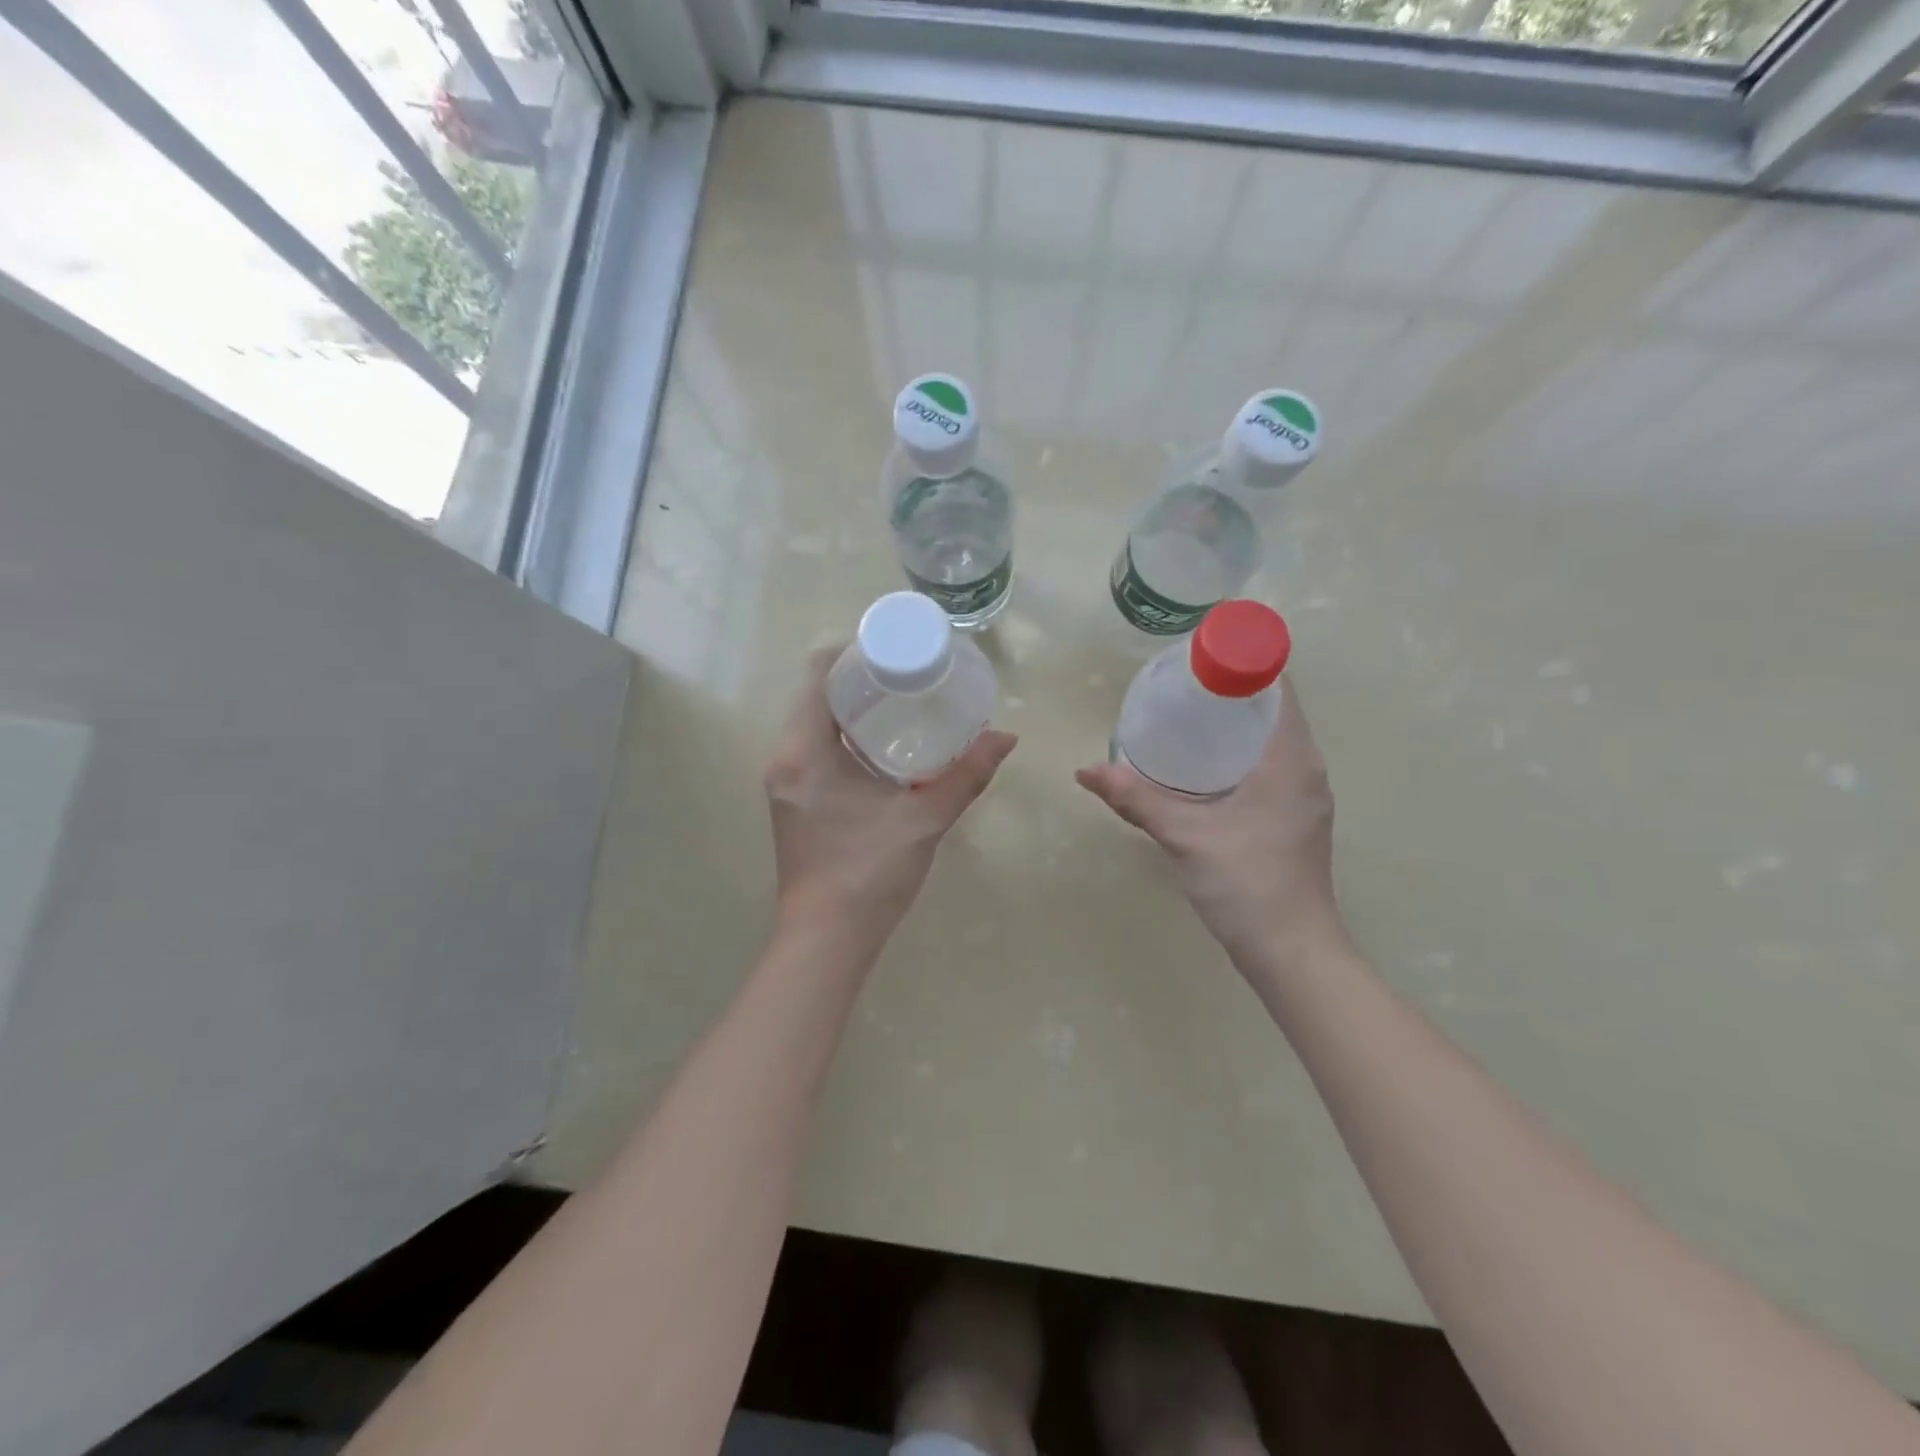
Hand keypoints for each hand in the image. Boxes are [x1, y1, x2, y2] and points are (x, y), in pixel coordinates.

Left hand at [766, 647, 1016, 948]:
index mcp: (804, 751)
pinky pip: (816, 748)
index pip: (818, 675)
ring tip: (903, 705)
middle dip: (861, 680)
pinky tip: (884, 747)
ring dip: (853, 709)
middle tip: (910, 676)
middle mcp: (785, 758)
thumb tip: (1006, 738)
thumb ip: (966, 775)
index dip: (855, 653)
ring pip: (815, 723)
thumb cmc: (869, 874)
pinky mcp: (793, 801)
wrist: (828, 939)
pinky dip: (846, 736)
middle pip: (816, 695)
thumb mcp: (923, 820)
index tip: (896, 651)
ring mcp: (785, 782)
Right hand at [1075, 680, 1345, 964]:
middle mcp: (1306, 769)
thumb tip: (1086, 772)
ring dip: (1236, 725)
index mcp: (1290, 759)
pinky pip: (1270, 767)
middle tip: (1179, 688)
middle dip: (1230, 692)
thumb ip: (1136, 799)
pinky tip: (1203, 770)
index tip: (1199, 659)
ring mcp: (1305, 797)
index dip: (1243, 662)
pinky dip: (1241, 755)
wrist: (1293, 952)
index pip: (1277, 687)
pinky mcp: (1296, 819)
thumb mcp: (1185, 836)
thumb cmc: (1247, 883)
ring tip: (1186, 720)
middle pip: (1273, 710)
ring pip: (1272, 741)